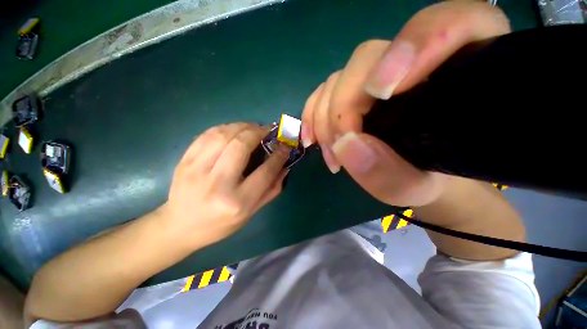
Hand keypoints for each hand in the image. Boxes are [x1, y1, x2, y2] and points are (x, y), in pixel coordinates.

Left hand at [164, 123, 289, 247]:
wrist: (180, 226)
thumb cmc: (220, 223)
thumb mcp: (251, 213)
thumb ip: (271, 189)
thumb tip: (284, 167)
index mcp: (237, 201)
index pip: (265, 172)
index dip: (278, 156)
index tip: (285, 146)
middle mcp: (218, 183)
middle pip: (241, 146)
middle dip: (258, 132)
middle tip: (267, 130)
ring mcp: (197, 169)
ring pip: (223, 135)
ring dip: (242, 126)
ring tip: (253, 127)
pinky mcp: (185, 161)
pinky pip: (207, 135)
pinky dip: (225, 127)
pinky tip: (234, 129)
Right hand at [300, 1, 509, 205]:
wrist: (415, 177)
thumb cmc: (428, 182)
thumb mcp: (416, 189)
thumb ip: (389, 174)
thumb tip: (345, 144)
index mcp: (460, 76)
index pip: (458, 23)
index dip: (418, 43)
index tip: (383, 92)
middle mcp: (414, 65)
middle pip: (370, 57)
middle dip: (344, 106)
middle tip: (339, 148)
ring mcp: (376, 77)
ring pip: (339, 77)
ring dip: (325, 119)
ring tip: (331, 156)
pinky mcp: (352, 91)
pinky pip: (323, 90)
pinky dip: (312, 115)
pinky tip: (312, 139)